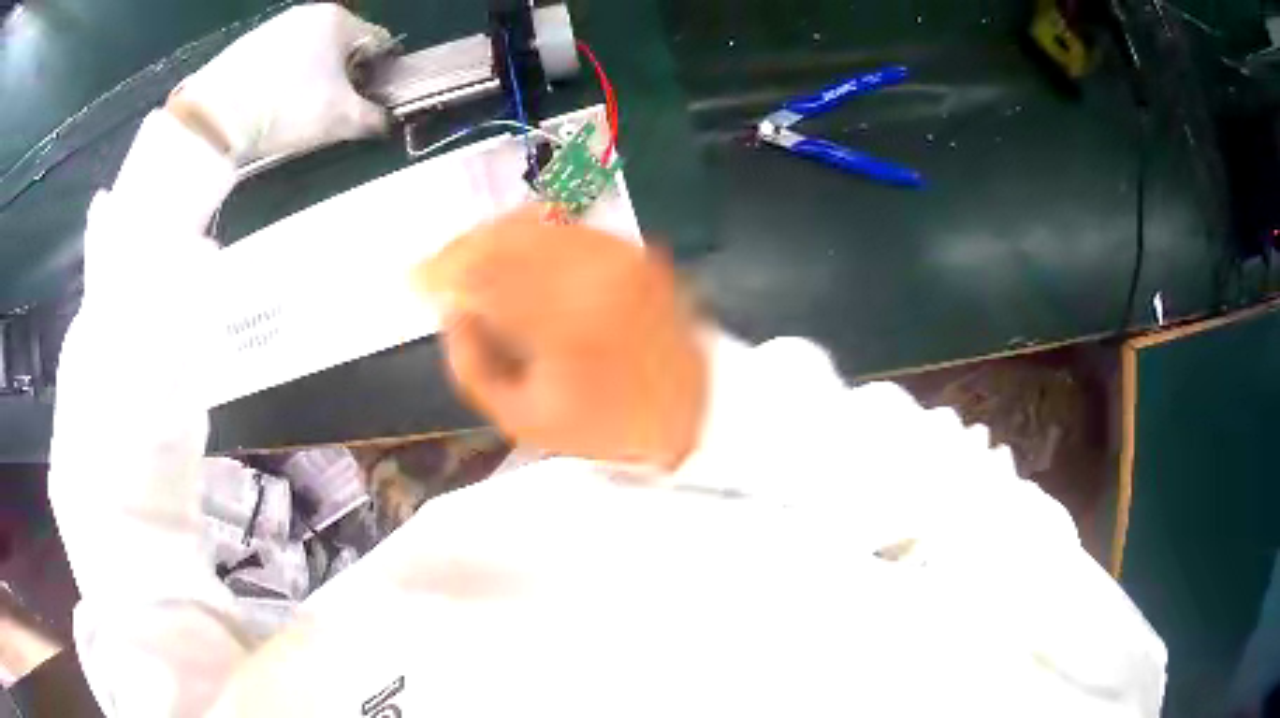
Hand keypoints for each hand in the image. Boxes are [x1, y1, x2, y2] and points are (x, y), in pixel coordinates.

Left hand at [167, 3, 391, 162]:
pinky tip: (270, 104)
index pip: (378, 42)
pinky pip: (279, 59)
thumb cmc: (286, 109)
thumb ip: (373, 117)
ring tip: (296, 110)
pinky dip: (282, 78)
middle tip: (331, 108)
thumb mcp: (340, 119)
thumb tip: (384, 120)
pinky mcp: (247, 44)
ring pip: (308, 52)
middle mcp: (309, 13)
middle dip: (343, 75)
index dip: (380, 74)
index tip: (371, 100)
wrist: (214, 119)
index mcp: (339, 20)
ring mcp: (275, 26)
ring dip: (312, 76)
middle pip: (341, 46)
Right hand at [416, 206, 709, 470]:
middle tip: (437, 267)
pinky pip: (569, 226)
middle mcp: (592, 269)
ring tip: (467, 258)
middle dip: (460, 247)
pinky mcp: (635, 249)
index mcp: (562, 316)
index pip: (482, 273)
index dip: (440, 272)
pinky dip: (531, 233)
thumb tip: (452, 310)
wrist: (695, 413)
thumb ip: (472, 364)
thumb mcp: (523, 418)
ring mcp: (619, 252)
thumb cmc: (606, 427)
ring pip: (535, 221)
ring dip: (491, 235)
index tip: (414, 280)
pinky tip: (512, 250)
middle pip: (504, 235)